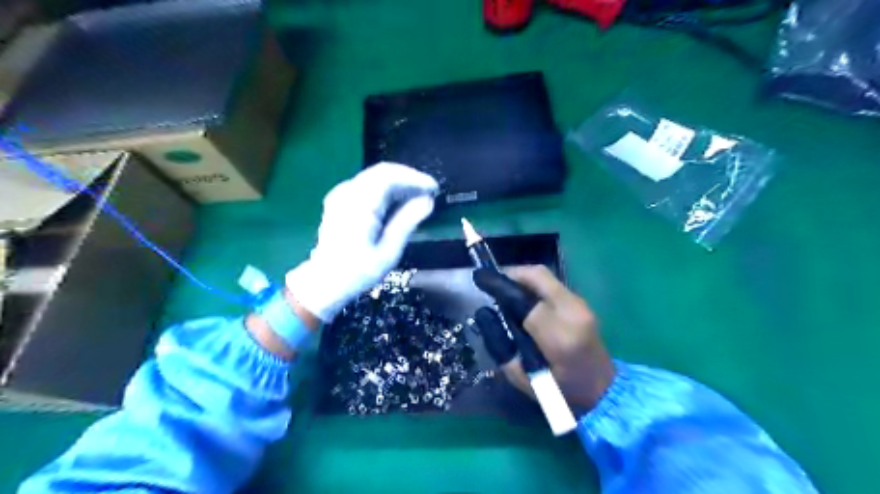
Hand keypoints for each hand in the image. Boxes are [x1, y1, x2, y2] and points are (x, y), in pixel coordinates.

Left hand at [288, 164, 437, 322]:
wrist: (325, 282)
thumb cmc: (358, 271)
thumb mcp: (388, 251)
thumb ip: (407, 222)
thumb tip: (428, 201)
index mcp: (359, 205)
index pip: (389, 176)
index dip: (414, 178)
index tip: (433, 189)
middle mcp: (348, 193)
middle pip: (382, 172)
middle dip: (408, 179)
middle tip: (429, 193)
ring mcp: (341, 195)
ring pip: (375, 177)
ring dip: (398, 184)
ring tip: (418, 198)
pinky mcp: (340, 201)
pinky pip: (367, 186)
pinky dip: (386, 190)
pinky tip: (398, 203)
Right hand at [476, 267, 612, 409]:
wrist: (604, 391)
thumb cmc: (561, 392)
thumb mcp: (522, 378)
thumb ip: (500, 345)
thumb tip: (484, 314)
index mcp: (560, 337)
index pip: (524, 301)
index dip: (500, 287)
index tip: (479, 279)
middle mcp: (573, 313)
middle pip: (539, 276)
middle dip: (512, 273)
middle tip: (492, 281)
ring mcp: (581, 306)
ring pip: (546, 277)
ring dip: (522, 278)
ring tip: (504, 289)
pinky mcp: (583, 304)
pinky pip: (553, 284)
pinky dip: (533, 285)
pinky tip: (522, 297)